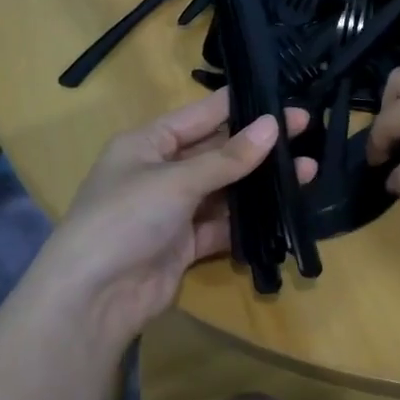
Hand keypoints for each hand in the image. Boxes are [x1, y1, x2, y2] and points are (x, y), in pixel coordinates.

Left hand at [28, 91, 313, 349]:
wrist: (92, 300)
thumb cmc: (125, 218)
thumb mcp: (176, 180)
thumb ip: (227, 157)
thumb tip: (273, 125)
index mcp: (148, 143)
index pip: (202, 114)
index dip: (243, 106)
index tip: (285, 99)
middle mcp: (161, 171)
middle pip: (217, 151)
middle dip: (259, 145)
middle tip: (307, 130)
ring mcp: (174, 210)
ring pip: (226, 189)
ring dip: (261, 183)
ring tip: (307, 171)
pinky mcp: (185, 244)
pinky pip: (224, 224)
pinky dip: (250, 220)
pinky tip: (284, 211)